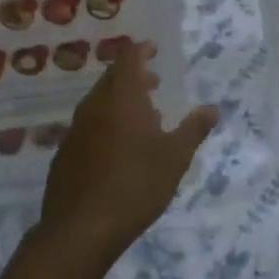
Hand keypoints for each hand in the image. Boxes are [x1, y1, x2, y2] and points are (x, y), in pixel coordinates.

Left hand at [40, 44, 218, 256]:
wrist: (81, 230)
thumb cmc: (136, 185)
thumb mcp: (175, 157)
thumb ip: (194, 129)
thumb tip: (213, 108)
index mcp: (122, 99)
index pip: (129, 59)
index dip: (142, 50)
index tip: (154, 49)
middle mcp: (94, 107)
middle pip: (112, 79)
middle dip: (134, 76)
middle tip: (155, 83)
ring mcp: (75, 131)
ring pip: (98, 103)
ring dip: (120, 101)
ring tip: (143, 117)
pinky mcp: (65, 154)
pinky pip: (88, 126)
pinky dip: (106, 124)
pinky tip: (118, 148)